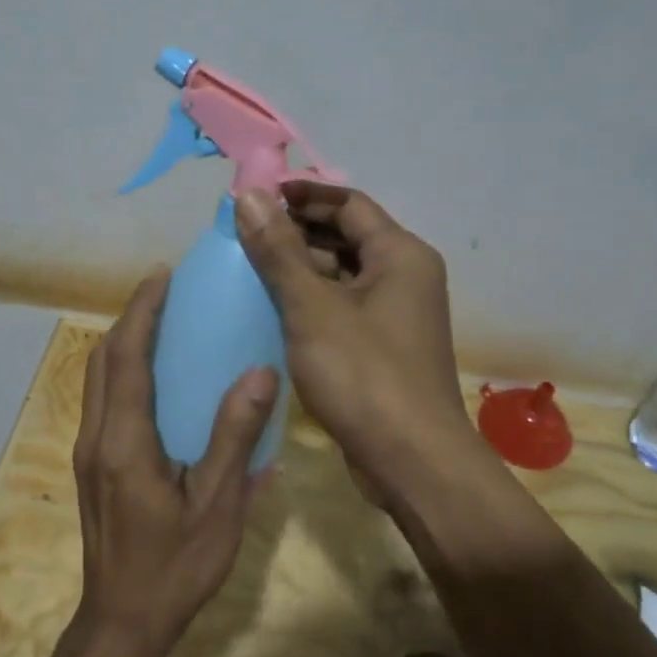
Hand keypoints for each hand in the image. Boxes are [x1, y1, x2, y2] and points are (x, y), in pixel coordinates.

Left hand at [71, 269, 279, 655]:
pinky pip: (102, 400)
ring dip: (122, 343)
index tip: (162, 276)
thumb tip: (260, 372)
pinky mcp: (91, 466)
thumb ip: (235, 437)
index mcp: (124, 440)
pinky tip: (153, 379)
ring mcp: (88, 452)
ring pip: (97, 379)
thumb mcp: (217, 505)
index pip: (126, 357)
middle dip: (130, 318)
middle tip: (165, 292)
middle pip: (102, 359)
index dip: (141, 311)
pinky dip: (121, 371)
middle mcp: (96, 436)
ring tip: (160, 323)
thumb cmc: (175, 566)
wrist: (123, 622)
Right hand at [236, 182, 473, 491]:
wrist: (411, 461)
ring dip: (302, 266)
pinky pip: (345, 306)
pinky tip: (274, 308)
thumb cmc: (363, 374)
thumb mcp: (311, 308)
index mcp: (400, 254)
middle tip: (245, 233)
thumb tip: (248, 196)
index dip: (302, 195)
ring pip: (344, 273)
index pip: (348, 203)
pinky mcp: (385, 346)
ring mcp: (397, 314)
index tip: (256, 198)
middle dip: (297, 230)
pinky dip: (312, 299)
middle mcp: (406, 276)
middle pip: (347, 236)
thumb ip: (278, 250)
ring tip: (250, 266)